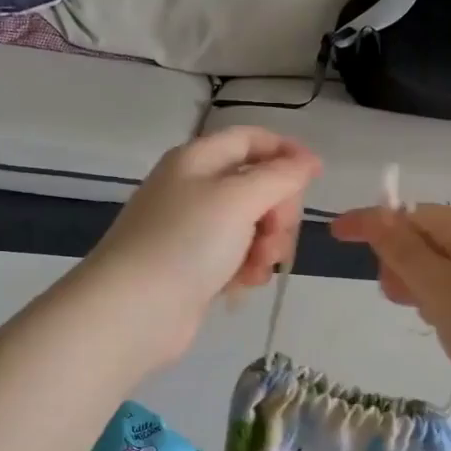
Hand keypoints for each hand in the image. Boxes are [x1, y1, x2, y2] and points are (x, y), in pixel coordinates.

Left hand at [77, 128, 320, 369]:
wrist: (133, 311)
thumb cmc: (186, 243)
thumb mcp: (238, 199)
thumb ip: (280, 176)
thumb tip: (308, 161)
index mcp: (198, 160)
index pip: (251, 139)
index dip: (286, 151)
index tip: (316, 176)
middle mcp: (195, 188)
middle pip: (258, 185)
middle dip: (278, 210)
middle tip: (276, 235)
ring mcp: (194, 230)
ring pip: (253, 225)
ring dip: (266, 245)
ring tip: (256, 267)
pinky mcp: (196, 266)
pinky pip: (238, 256)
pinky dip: (248, 267)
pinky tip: (243, 284)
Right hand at [329, 204, 450, 434]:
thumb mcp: (440, 287)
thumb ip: (403, 251)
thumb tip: (376, 214)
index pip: (411, 214)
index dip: (372, 224)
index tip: (335, 234)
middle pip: (426, 240)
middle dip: (401, 263)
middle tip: (398, 297)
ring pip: (440, 270)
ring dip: (421, 288)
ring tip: (430, 319)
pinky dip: (443, 306)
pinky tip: (449, 330)